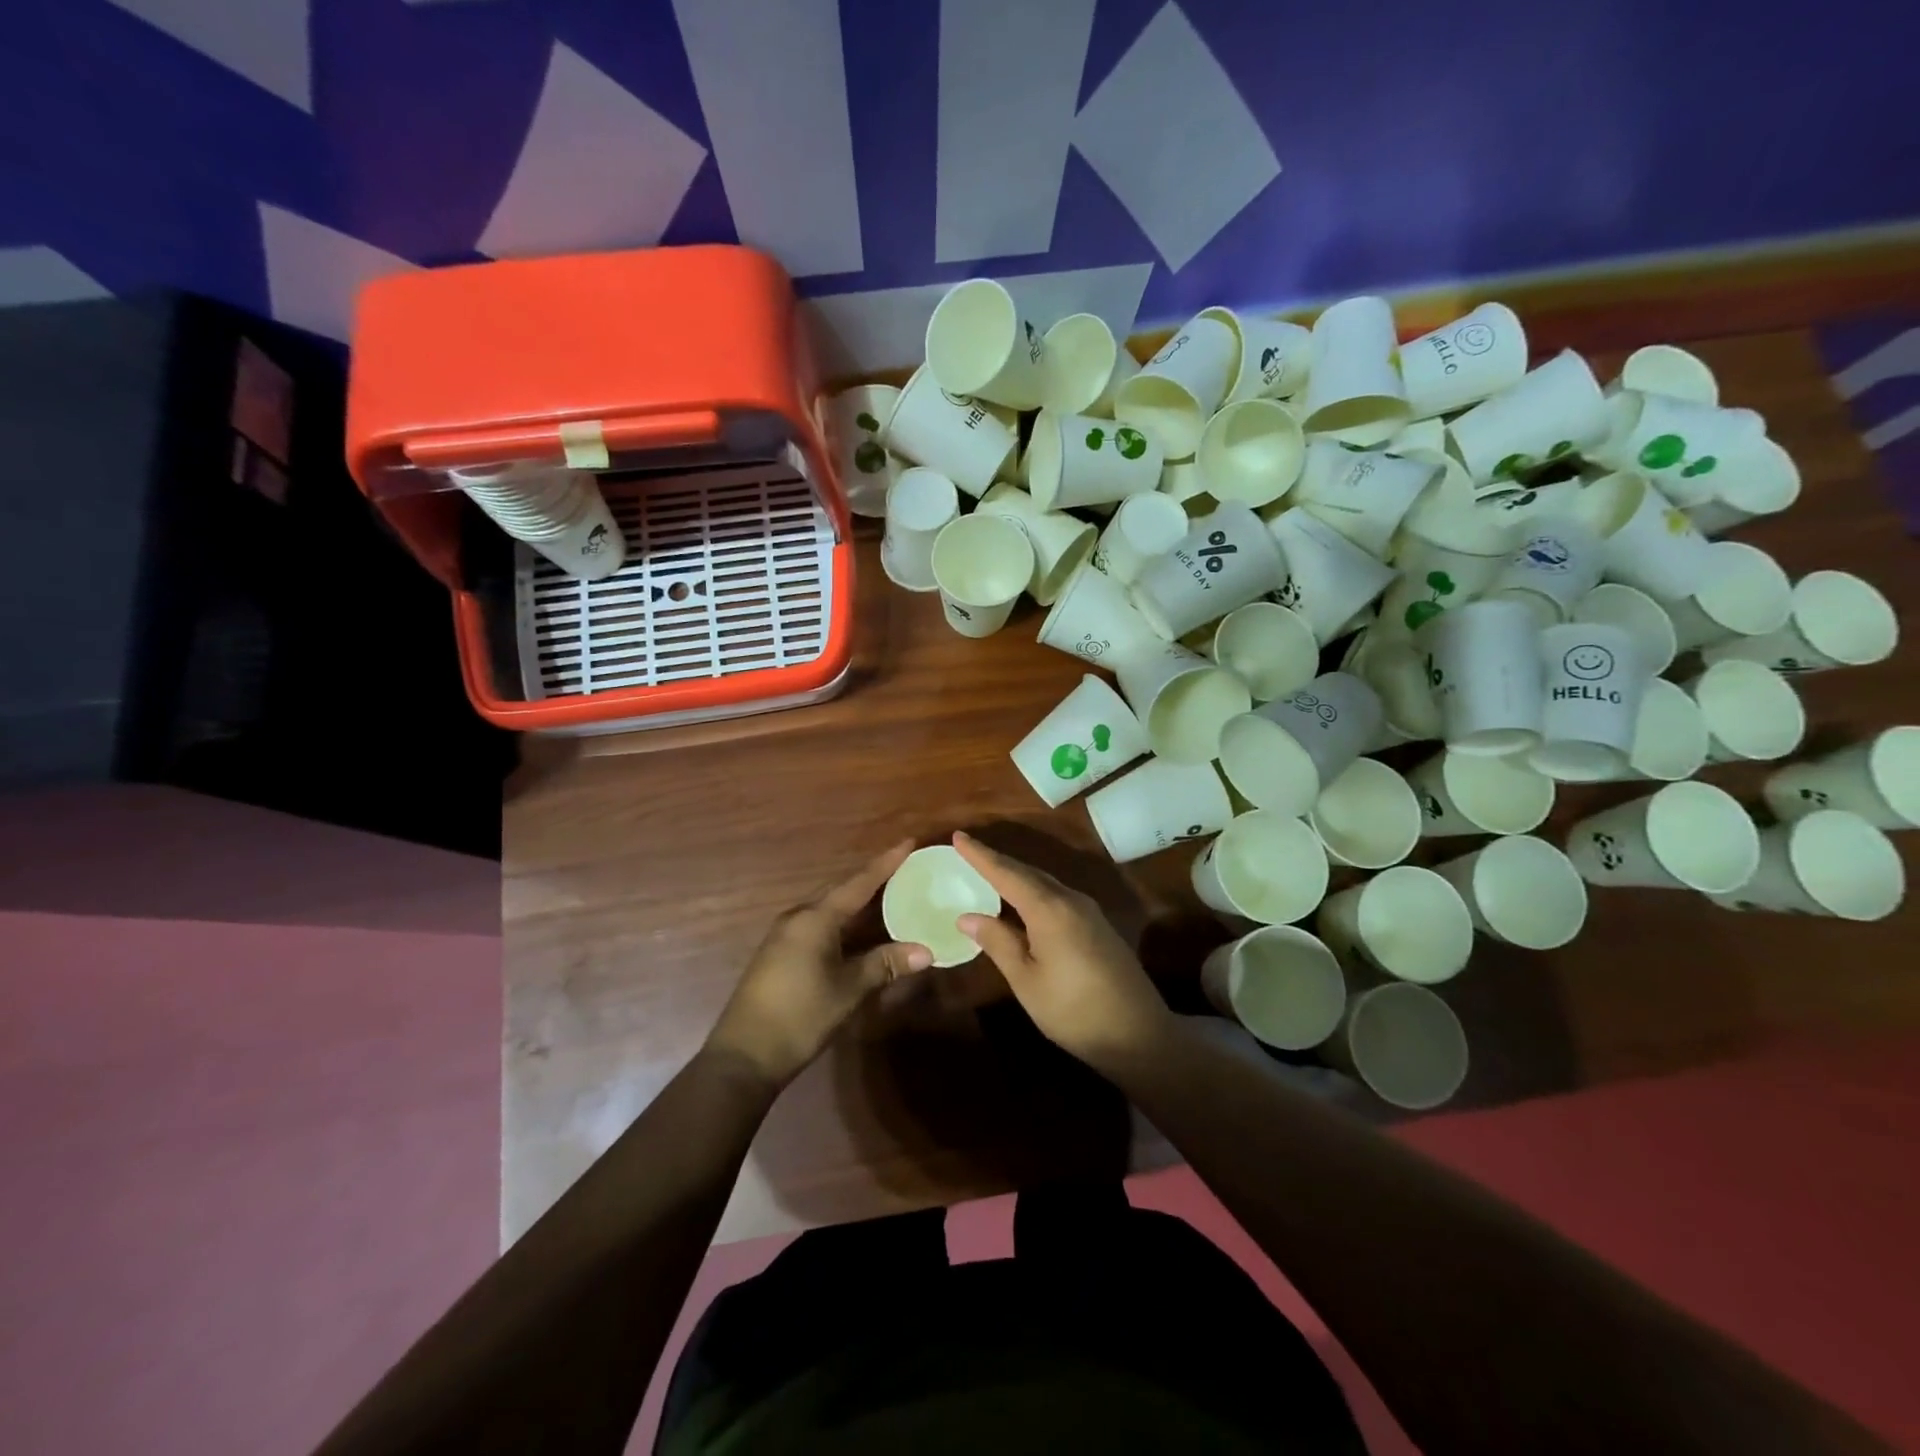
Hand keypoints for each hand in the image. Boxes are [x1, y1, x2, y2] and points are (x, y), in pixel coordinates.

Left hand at [706, 840, 931, 1088]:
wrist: (744, 1055)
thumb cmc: (800, 1016)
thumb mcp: (849, 990)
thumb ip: (885, 965)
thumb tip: (926, 950)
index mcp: (816, 918)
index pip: (859, 883)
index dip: (886, 863)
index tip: (909, 842)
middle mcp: (798, 917)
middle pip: (841, 889)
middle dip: (872, 878)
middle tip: (903, 867)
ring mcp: (785, 935)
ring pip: (828, 907)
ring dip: (857, 900)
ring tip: (887, 892)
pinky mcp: (780, 952)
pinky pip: (818, 923)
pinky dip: (843, 919)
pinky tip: (857, 929)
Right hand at [951, 831, 1172, 1071]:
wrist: (1139, 1033)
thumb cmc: (1073, 1011)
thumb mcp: (1027, 980)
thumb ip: (998, 943)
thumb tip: (967, 916)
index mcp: (1049, 909)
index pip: (1006, 873)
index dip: (980, 855)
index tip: (957, 836)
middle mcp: (1070, 900)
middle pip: (1027, 872)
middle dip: (997, 861)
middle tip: (968, 852)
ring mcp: (1088, 911)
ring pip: (1044, 883)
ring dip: (1016, 875)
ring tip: (989, 872)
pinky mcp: (1097, 926)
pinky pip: (1056, 896)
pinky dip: (1033, 891)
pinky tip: (1022, 903)